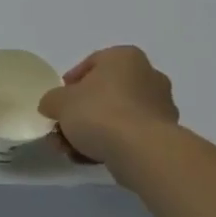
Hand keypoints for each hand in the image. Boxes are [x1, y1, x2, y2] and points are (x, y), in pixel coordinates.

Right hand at [38, 46, 179, 164]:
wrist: (141, 151)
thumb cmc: (99, 112)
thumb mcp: (59, 102)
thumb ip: (51, 100)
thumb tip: (53, 106)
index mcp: (124, 57)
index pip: (91, 64)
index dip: (70, 84)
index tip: (58, 103)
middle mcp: (148, 75)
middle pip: (103, 93)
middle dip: (79, 114)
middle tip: (61, 131)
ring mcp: (159, 106)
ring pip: (115, 116)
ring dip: (91, 132)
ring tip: (70, 152)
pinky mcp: (164, 134)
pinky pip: (129, 135)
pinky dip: (109, 144)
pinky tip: (89, 159)